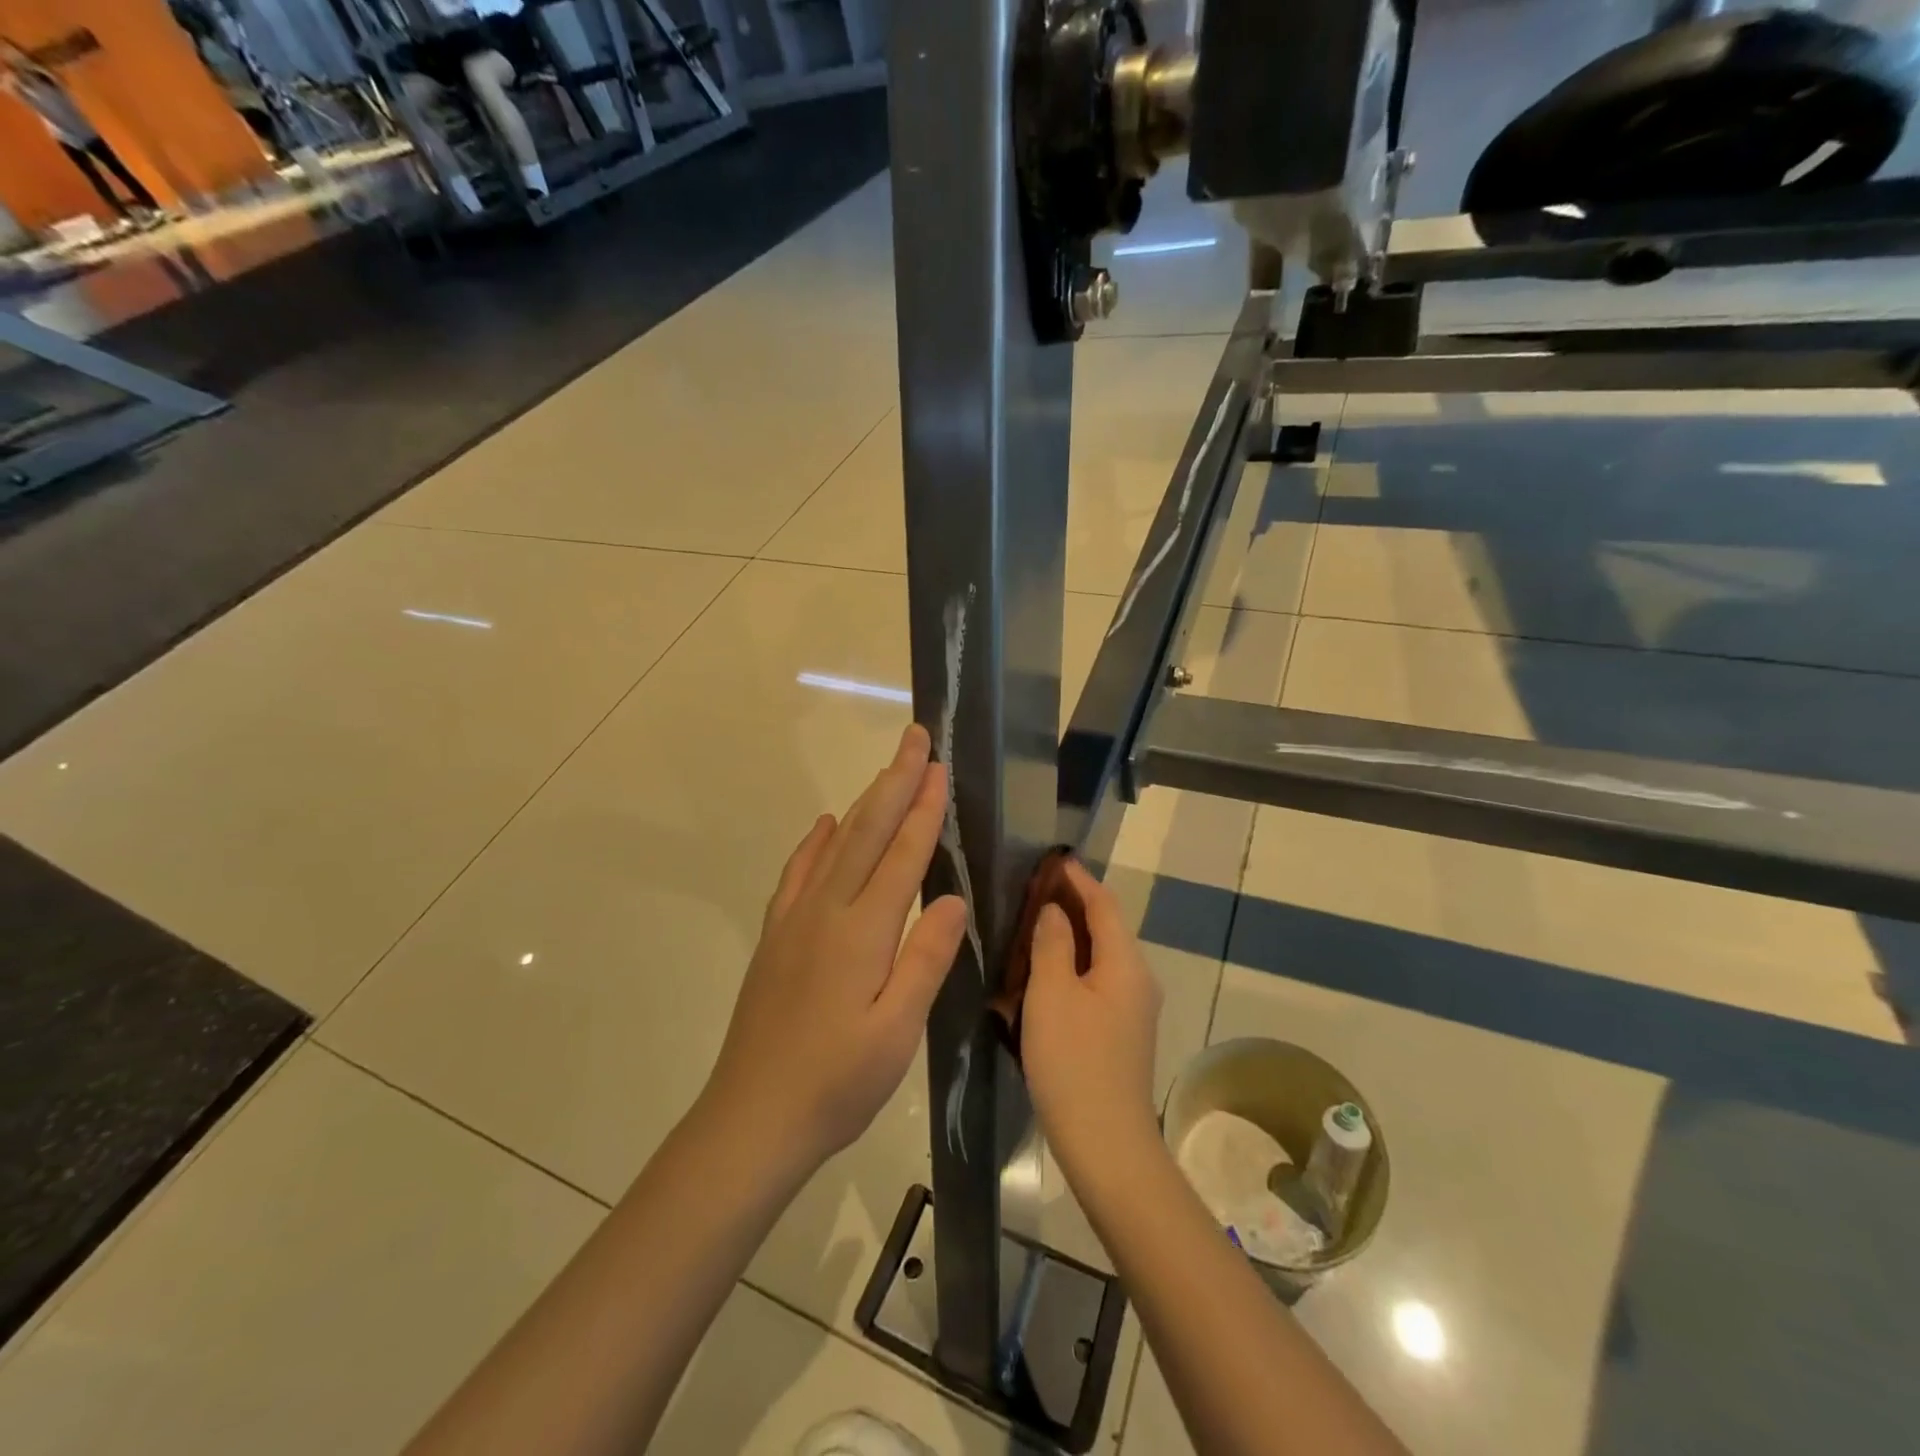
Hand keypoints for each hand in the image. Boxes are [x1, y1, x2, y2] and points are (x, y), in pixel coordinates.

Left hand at [704, 724, 968, 1173]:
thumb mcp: (896, 1033)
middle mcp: (826, 912)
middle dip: (894, 781)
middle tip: (914, 739)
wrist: (751, 1120)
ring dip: (864, 803)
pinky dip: (815, 843)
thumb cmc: (836, 1084)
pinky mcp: (776, 938)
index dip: (922, 808)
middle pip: (867, 833)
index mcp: (862, 933)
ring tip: (885, 771)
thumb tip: (949, 897)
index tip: (937, 766)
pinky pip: (798, 874)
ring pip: (835, 845)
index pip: (901, 855)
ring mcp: (795, 921)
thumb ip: (924, 960)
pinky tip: (825, 827)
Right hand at [1021, 859, 1162, 1181]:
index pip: (1104, 904)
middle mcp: (1138, 979)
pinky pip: (1098, 982)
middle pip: (1106, 928)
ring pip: (1101, 957)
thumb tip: (1054, 911)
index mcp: (1125, 963)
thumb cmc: (1073, 1061)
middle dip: (1074, 905)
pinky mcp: (1122, 1033)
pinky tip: (1046, 973)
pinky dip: (1073, 966)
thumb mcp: (1051, 994)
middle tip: (1034, 891)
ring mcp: (1133, 1009)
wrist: (1106, 1144)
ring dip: (1071, 936)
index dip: (1079, 880)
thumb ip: (1052, 944)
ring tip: (1034, 925)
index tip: (1054, 860)